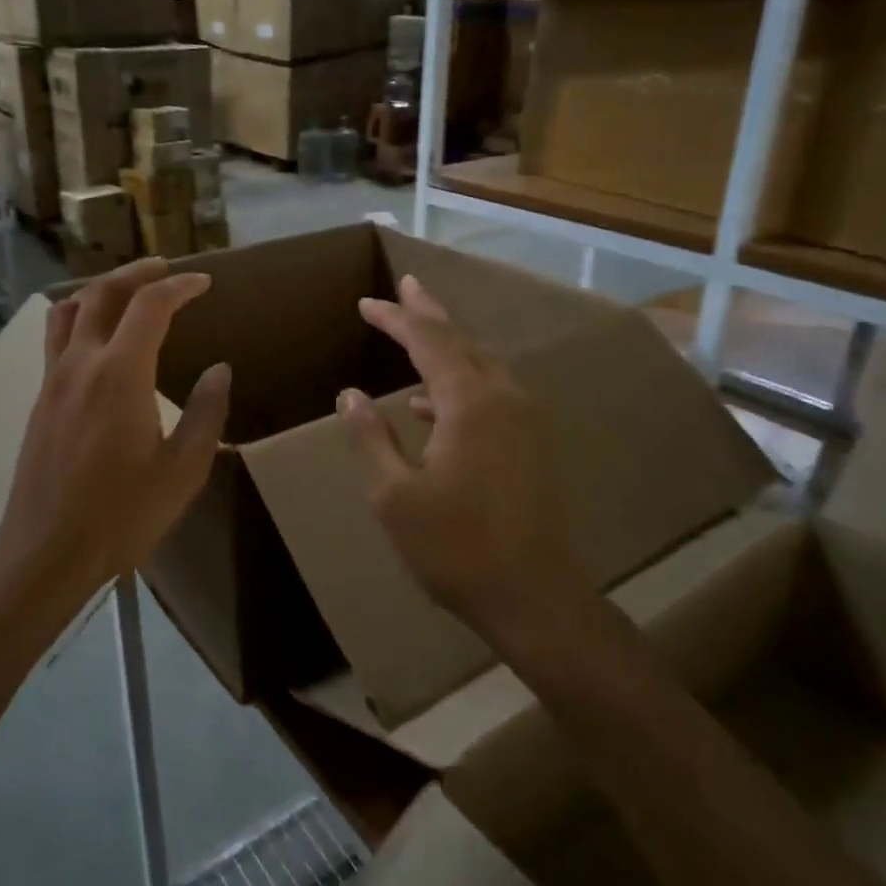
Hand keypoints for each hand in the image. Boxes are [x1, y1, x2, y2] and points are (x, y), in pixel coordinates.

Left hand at [0, 259, 230, 621]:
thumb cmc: (122, 514)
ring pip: (68, 310)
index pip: (150, 306)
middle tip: (165, 268)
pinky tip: (95, 337)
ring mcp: (53, 381)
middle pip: (102, 294)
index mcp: (120, 374)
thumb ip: (205, 413)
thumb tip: (219, 370)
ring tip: (127, 291)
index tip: (204, 283)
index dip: (179, 286)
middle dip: (136, 273)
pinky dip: (79, 317)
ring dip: (100, 290)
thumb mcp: (183, 469)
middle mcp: (81, 364)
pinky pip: (56, 338)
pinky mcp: (41, 401)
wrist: (47, 551)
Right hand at [337, 275, 570, 637]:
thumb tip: (350, 394)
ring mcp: (525, 421)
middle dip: (430, 313)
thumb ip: (371, 437)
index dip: (395, 317)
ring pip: (482, 366)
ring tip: (416, 336)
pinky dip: (459, 386)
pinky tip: (431, 406)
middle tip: (407, 287)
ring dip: (448, 348)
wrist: (535, 598)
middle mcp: (504, 398)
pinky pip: (491, 395)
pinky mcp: (531, 445)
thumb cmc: (456, 547)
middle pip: (463, 341)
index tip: (366, 303)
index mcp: (470, 402)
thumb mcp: (395, 494)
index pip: (428, 340)